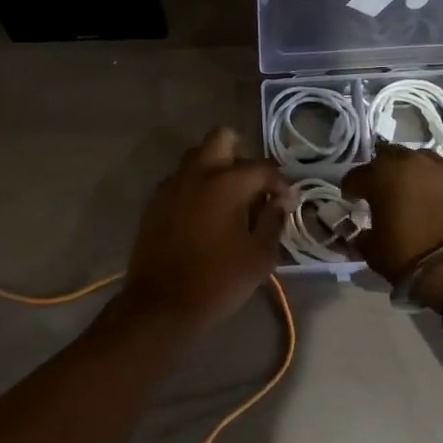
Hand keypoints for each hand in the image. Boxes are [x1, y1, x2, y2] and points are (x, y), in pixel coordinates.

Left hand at [122, 128, 295, 332]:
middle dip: (242, 155)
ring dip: (216, 167)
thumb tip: (280, 201)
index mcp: (227, 182)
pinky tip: (204, 215)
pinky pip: (181, 179)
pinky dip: (196, 186)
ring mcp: (172, 184)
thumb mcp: (260, 256)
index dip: (281, 184)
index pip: (263, 168)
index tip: (287, 203)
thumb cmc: (218, 281)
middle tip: (252, 186)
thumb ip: (274, 222)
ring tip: (228, 199)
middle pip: (222, 138)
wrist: (162, 305)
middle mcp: (198, 173)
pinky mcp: (155, 201)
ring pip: (198, 155)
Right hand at [341, 142, 442, 304]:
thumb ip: (362, 237)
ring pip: (424, 162)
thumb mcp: (375, 253)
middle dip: (384, 172)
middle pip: (391, 157)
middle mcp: (414, 162)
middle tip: (386, 193)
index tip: (353, 201)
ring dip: (416, 175)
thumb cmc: (413, 258)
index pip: (356, 175)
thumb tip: (360, 233)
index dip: (351, 189)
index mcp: (383, 176)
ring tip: (418, 196)